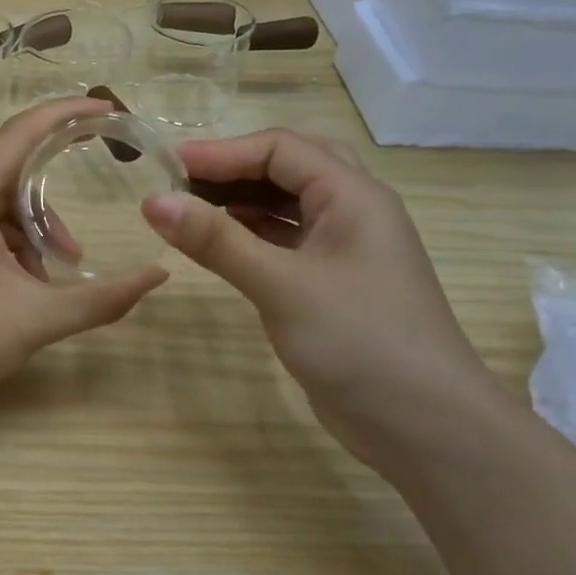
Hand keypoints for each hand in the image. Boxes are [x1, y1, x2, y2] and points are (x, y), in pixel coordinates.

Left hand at [0, 98, 168, 417]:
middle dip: (47, 210)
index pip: (19, 135)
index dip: (64, 116)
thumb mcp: (39, 317)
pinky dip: (2, 244)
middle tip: (75, 251)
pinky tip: (17, 284)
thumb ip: (104, 297)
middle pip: (7, 176)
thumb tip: (159, 276)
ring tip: (44, 282)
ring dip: (26, 234)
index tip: (105, 109)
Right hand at [141, 130, 507, 470]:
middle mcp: (353, 214)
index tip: (168, 165)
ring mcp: (344, 252)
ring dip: (242, 201)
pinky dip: (251, 236)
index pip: (282, 149)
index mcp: (353, 196)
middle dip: (235, 168)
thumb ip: (216, 241)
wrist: (423, 424)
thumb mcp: (281, 284)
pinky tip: (220, 247)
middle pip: (290, 168)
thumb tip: (152, 200)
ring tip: (190, 209)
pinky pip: (286, 243)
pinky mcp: (332, 287)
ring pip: (288, 207)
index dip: (223, 151)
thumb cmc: (358, 341)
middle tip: (182, 181)